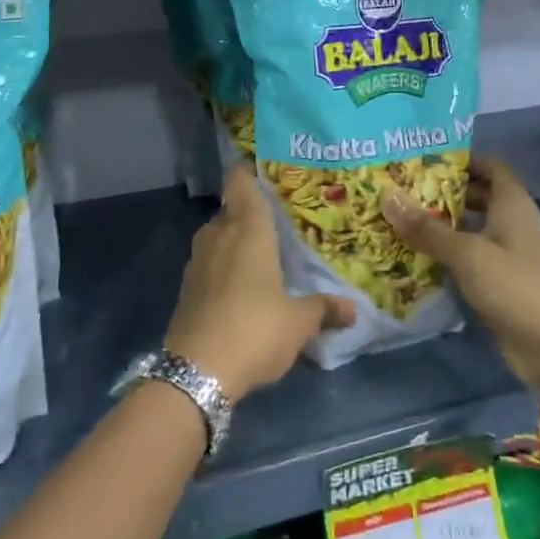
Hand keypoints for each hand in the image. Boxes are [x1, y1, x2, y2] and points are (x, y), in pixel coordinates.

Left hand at [164, 164, 354, 402]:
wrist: (196, 371)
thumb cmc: (254, 330)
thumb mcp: (298, 322)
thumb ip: (323, 309)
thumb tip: (352, 309)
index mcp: (247, 230)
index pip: (240, 182)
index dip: (247, 170)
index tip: (264, 168)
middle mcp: (218, 235)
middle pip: (231, 210)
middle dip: (251, 212)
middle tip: (280, 219)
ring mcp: (198, 261)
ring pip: (219, 237)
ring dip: (237, 241)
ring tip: (264, 252)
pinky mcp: (187, 287)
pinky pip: (210, 263)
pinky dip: (225, 265)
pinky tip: (243, 284)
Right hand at [382, 157, 539, 405]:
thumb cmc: (518, 288)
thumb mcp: (468, 254)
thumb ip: (427, 228)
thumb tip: (386, 196)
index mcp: (513, 204)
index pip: (489, 166)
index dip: (461, 158)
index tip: (422, 157)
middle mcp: (511, 223)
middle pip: (476, 196)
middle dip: (441, 191)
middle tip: (398, 187)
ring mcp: (506, 256)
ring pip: (469, 230)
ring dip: (439, 226)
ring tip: (396, 218)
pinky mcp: (499, 285)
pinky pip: (467, 260)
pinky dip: (444, 256)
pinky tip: (411, 256)